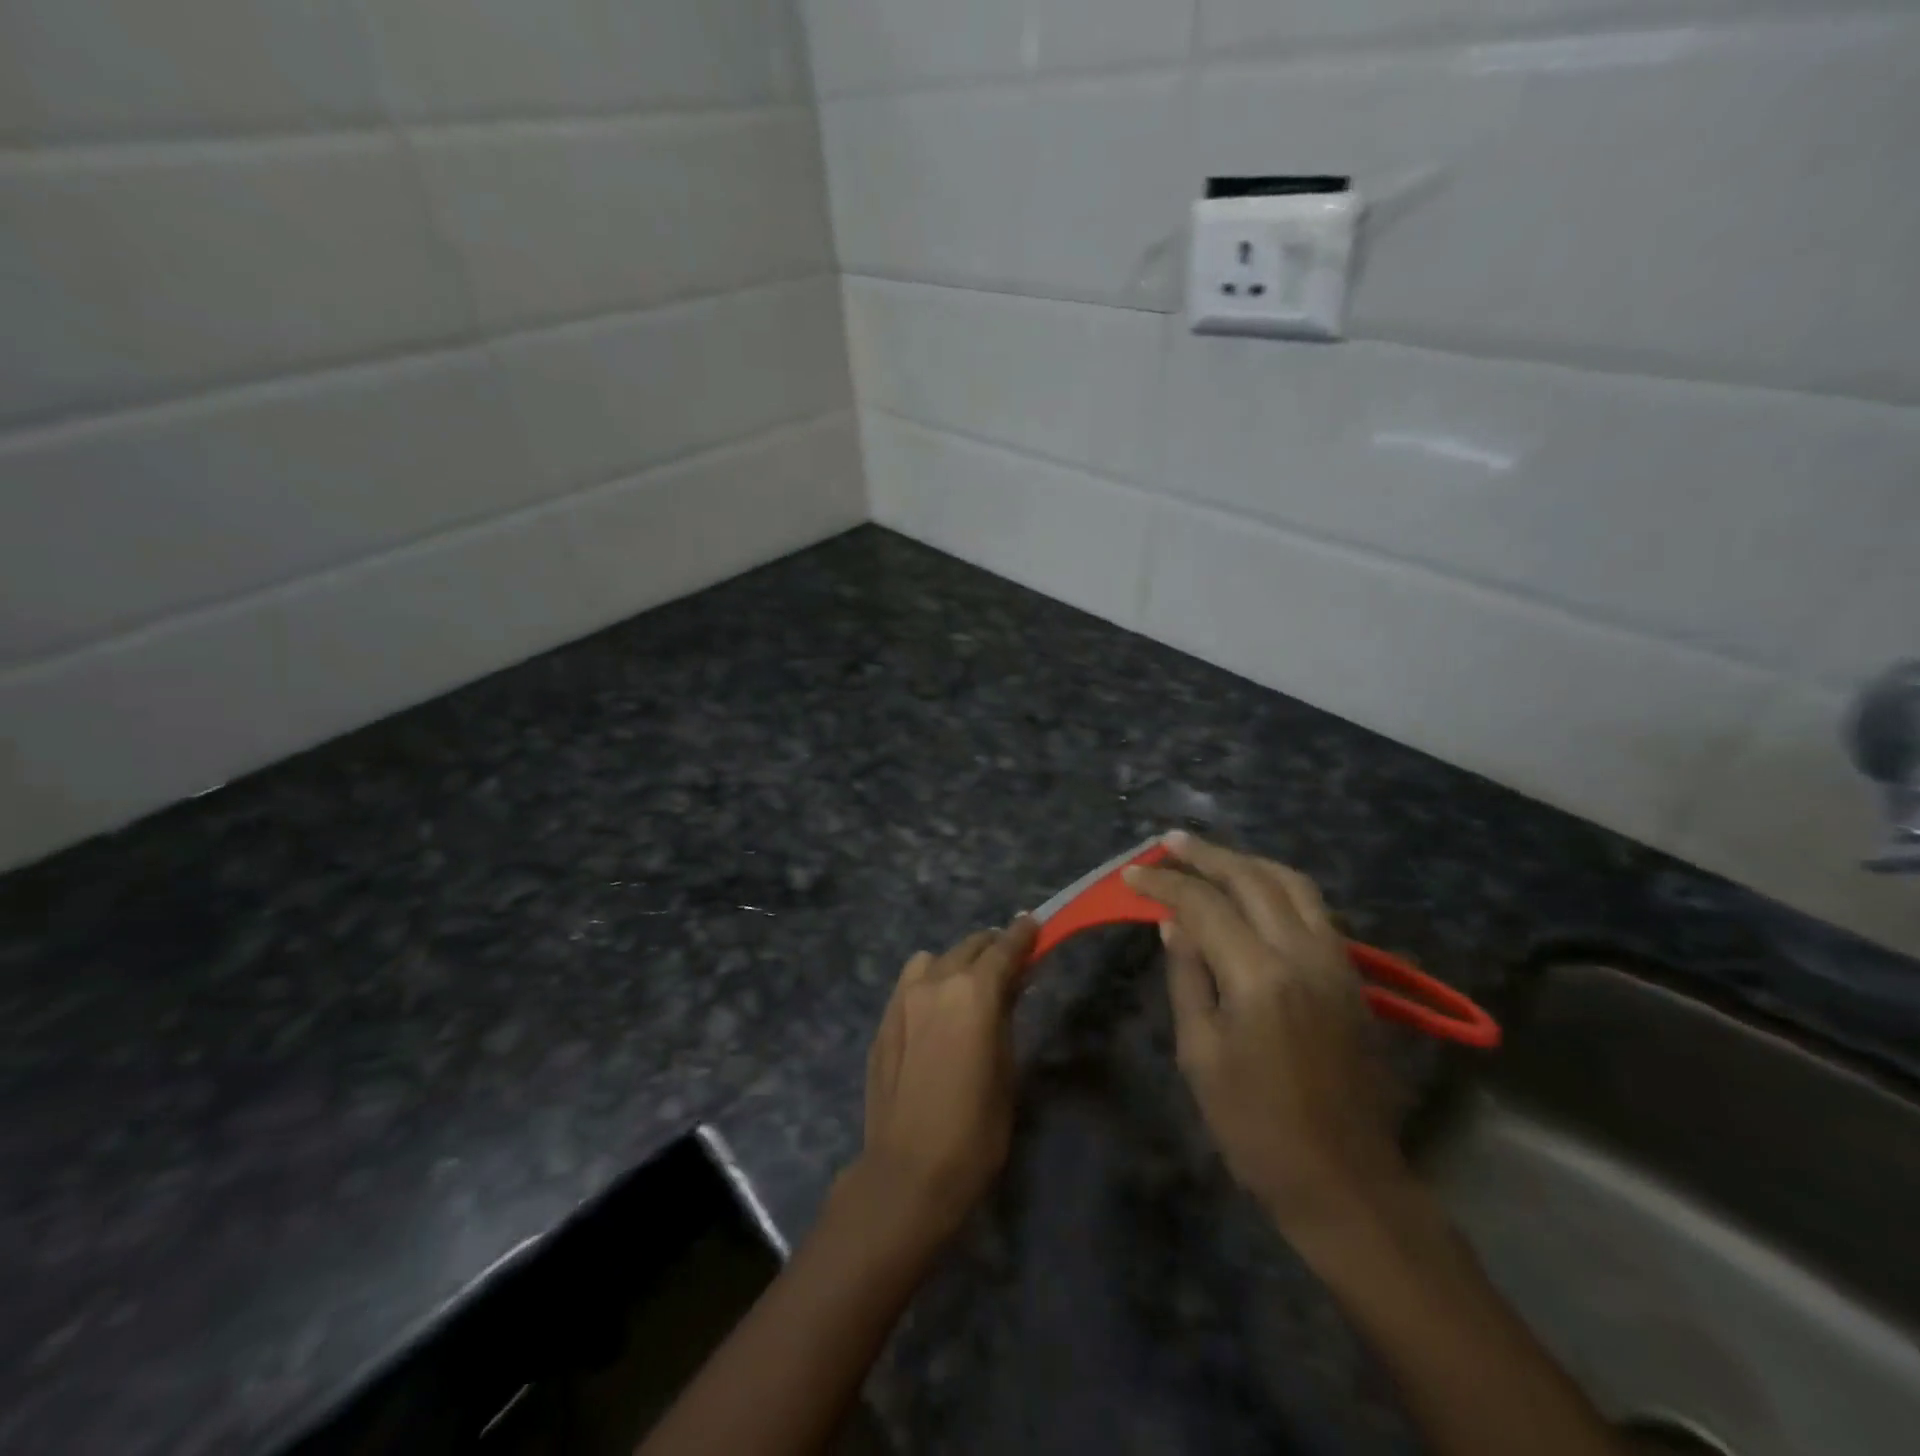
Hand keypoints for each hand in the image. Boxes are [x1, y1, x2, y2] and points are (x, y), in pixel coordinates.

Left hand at [852, 915, 1039, 1245]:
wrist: (908, 1170)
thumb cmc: (975, 1129)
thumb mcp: (1006, 1069)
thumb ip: (1005, 1016)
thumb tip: (1009, 986)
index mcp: (974, 992)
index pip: (1003, 948)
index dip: (1022, 934)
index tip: (1033, 923)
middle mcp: (936, 982)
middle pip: (969, 946)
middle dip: (992, 947)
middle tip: (1008, 960)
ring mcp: (903, 998)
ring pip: (934, 959)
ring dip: (956, 963)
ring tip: (967, 986)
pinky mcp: (884, 1019)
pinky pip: (911, 983)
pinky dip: (929, 982)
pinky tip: (936, 1010)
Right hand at [1125, 834, 1406, 1233]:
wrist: (1344, 1179)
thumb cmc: (1255, 1125)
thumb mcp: (1201, 1053)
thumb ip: (1188, 976)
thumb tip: (1173, 924)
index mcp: (1260, 976)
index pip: (1204, 905)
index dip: (1164, 884)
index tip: (1132, 873)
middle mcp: (1303, 953)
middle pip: (1252, 878)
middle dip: (1205, 855)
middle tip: (1169, 842)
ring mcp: (1335, 961)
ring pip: (1292, 883)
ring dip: (1247, 862)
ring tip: (1210, 856)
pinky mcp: (1350, 976)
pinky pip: (1313, 909)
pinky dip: (1277, 886)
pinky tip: (1253, 891)